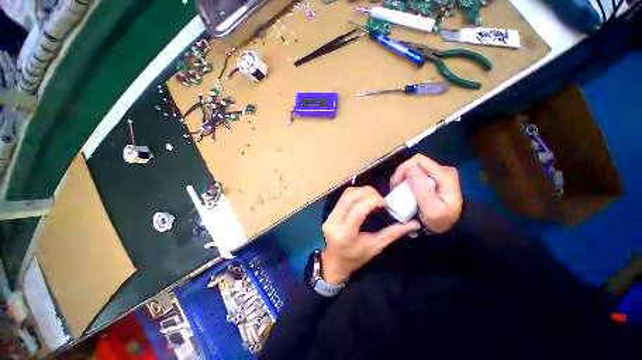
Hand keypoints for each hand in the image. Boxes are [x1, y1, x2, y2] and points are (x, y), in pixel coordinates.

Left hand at [321, 186, 420, 284]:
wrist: (335, 262)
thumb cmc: (356, 258)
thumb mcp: (376, 247)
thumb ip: (393, 233)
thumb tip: (414, 223)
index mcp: (345, 233)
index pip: (359, 208)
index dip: (374, 200)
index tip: (386, 204)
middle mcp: (334, 221)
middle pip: (350, 196)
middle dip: (368, 192)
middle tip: (381, 199)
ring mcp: (329, 216)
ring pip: (346, 194)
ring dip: (362, 191)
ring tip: (374, 198)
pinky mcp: (329, 213)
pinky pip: (343, 197)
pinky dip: (356, 194)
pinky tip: (364, 199)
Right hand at [390, 155, 462, 233]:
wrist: (450, 227)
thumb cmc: (441, 220)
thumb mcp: (432, 210)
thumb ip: (422, 190)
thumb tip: (410, 169)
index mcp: (445, 175)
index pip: (419, 160)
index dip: (404, 169)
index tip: (396, 184)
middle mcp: (441, 170)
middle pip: (414, 163)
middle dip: (400, 174)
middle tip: (394, 188)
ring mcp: (436, 173)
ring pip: (412, 168)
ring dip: (401, 178)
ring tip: (396, 190)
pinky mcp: (431, 177)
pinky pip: (413, 173)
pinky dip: (404, 180)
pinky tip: (401, 189)